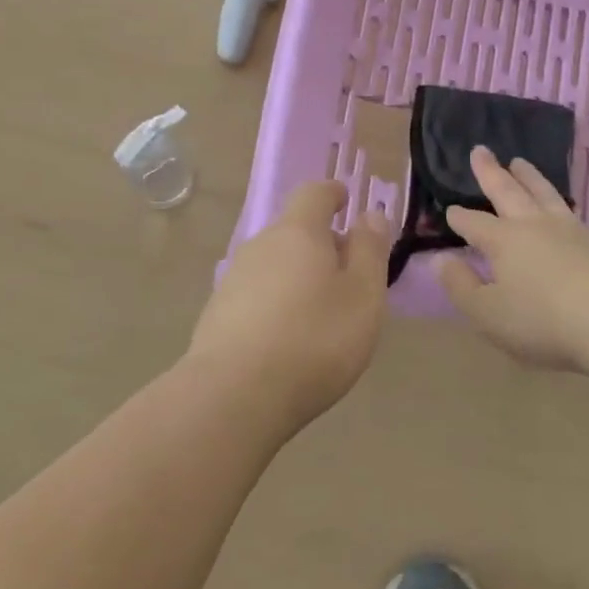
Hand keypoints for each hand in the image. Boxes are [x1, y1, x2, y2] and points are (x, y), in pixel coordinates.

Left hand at [187, 181, 391, 428]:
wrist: (234, 395)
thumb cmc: (314, 339)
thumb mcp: (363, 295)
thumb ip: (370, 250)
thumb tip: (370, 215)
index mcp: (298, 232)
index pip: (314, 193)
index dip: (333, 194)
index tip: (346, 202)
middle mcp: (261, 245)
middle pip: (294, 230)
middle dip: (321, 243)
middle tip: (348, 273)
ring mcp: (234, 279)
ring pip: (275, 263)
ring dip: (298, 275)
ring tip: (321, 312)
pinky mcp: (218, 314)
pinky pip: (257, 294)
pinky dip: (277, 303)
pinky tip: (288, 338)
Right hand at [437, 147, 588, 374]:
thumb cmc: (542, 321)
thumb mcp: (488, 313)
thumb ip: (461, 286)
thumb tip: (440, 260)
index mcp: (503, 241)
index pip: (474, 224)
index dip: (460, 217)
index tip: (450, 209)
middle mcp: (533, 226)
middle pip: (507, 192)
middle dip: (491, 172)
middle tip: (480, 150)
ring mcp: (568, 230)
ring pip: (542, 192)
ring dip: (528, 176)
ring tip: (519, 162)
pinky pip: (568, 209)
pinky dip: (556, 198)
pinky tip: (559, 204)